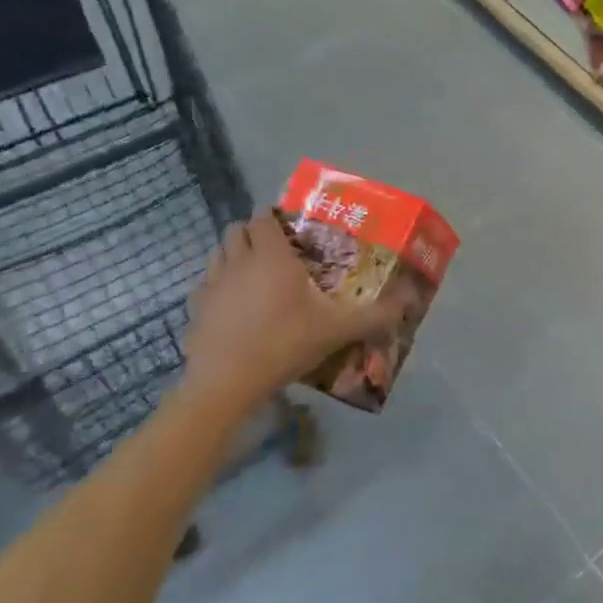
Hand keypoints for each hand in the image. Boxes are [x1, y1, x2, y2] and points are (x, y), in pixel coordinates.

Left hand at [180, 211, 403, 410]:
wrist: (227, 385)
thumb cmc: (284, 344)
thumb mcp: (336, 330)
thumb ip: (373, 316)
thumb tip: (408, 303)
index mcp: (270, 256)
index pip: (263, 218)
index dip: (273, 220)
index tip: (291, 233)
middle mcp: (237, 261)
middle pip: (236, 229)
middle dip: (252, 234)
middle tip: (274, 253)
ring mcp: (210, 285)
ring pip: (217, 254)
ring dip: (232, 256)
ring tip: (252, 278)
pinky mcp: (193, 310)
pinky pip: (204, 286)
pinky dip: (216, 289)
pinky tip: (232, 310)